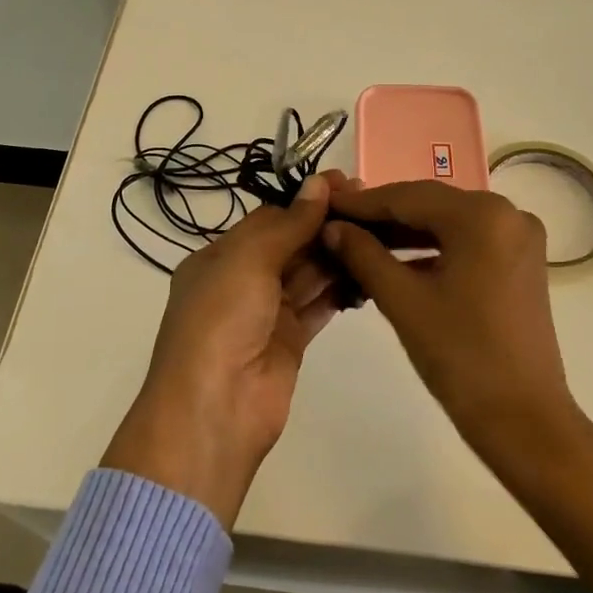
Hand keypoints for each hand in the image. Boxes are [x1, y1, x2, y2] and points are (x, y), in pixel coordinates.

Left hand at [103, 170, 353, 526]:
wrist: (215, 409)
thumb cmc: (221, 321)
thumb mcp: (248, 261)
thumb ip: (288, 224)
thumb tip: (318, 183)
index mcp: (219, 257)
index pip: (268, 218)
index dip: (304, 200)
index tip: (344, 184)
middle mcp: (242, 281)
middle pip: (290, 243)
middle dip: (324, 224)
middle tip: (369, 206)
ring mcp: (267, 313)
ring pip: (307, 273)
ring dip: (336, 254)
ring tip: (377, 233)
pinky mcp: (291, 341)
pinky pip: (319, 305)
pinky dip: (341, 289)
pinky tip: (368, 272)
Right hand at [327, 182, 592, 592]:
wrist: (524, 420)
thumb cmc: (460, 357)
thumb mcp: (403, 300)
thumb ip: (363, 254)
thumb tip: (331, 227)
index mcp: (482, 215)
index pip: (407, 196)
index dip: (361, 203)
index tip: (323, 204)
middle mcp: (507, 212)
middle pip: (430, 204)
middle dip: (382, 216)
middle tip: (336, 223)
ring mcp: (518, 237)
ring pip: (447, 223)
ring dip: (404, 233)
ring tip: (357, 242)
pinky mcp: (520, 261)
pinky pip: (466, 242)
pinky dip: (432, 249)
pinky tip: (395, 261)